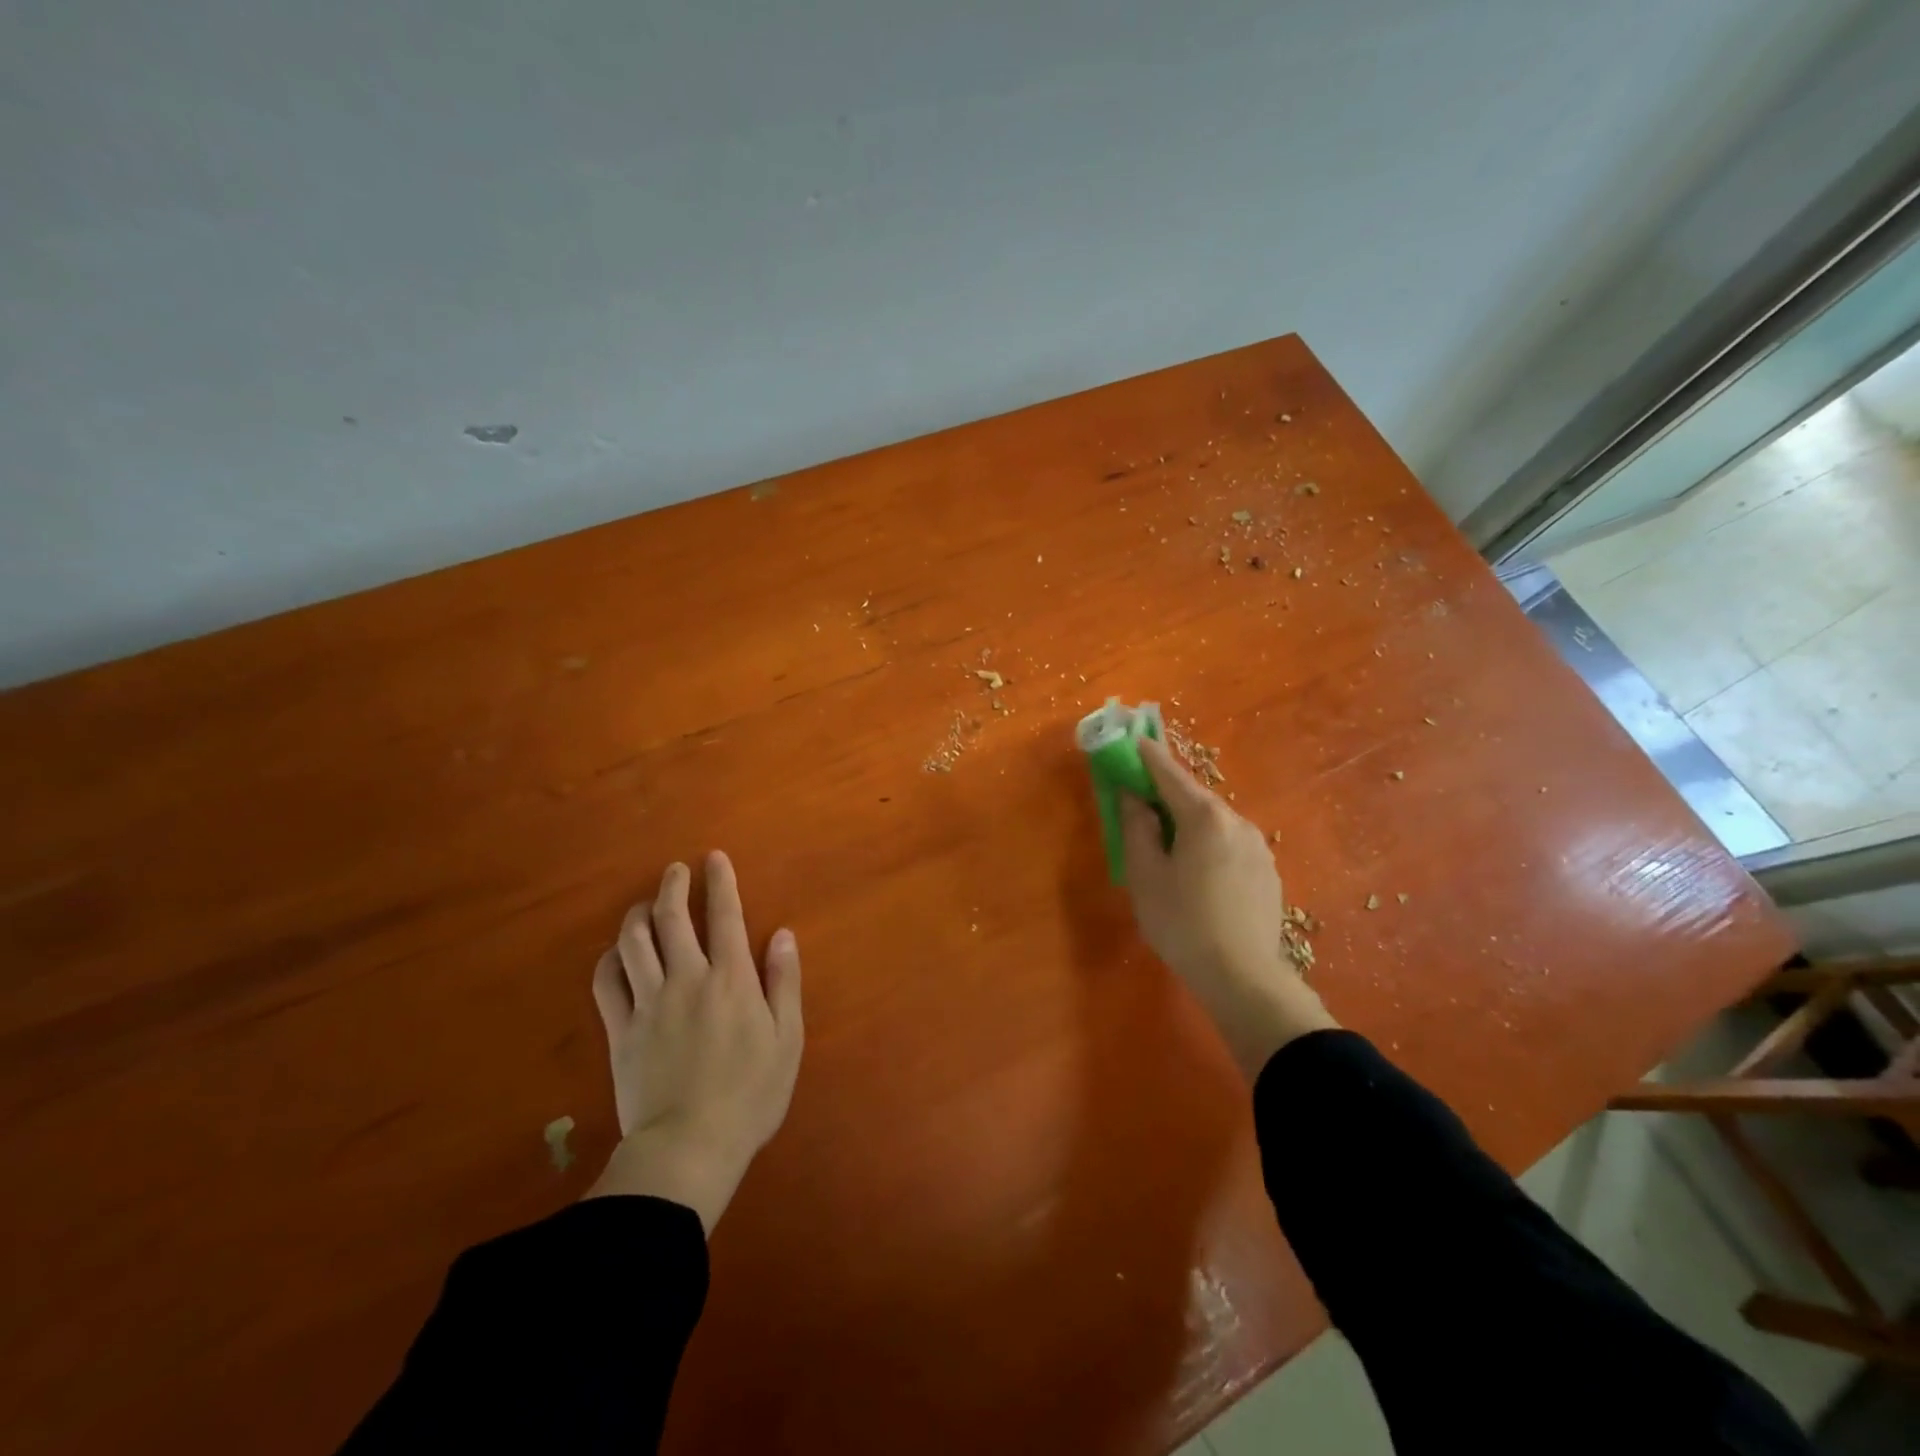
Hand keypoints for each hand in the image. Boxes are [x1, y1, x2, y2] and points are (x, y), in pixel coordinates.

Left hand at [585, 852, 803, 1232]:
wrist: (689, 1147)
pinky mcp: (621, 1030)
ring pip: (634, 941)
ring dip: (638, 914)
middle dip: (673, 885)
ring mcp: (649, 1003)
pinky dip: (610, 959)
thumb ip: (783, 982)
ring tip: (644, 905)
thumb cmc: (750, 1095)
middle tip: (675, 870)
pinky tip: (617, 952)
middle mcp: (688, 978)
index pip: (724, 916)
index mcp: (731, 979)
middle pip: (672, 917)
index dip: (719, 882)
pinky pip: (606, 982)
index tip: (713, 858)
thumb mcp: (787, 1039)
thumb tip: (782, 935)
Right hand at [1120, 736, 1337, 1078]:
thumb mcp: (1145, 875)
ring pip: (1214, 823)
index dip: (1147, 755)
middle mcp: (1237, 822)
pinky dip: (1207, 844)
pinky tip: (1197, 873)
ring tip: (1166, 846)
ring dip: (1187, 823)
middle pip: (1194, 798)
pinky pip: (1229, 844)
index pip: (1170, 773)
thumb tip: (1133, 796)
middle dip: (1166, 794)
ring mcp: (1258, 847)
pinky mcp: (1267, 872)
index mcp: (1205, 817)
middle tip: (1140, 800)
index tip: (1132, 739)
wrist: (1244, 978)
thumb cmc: (1183, 923)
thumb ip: (1137, 827)